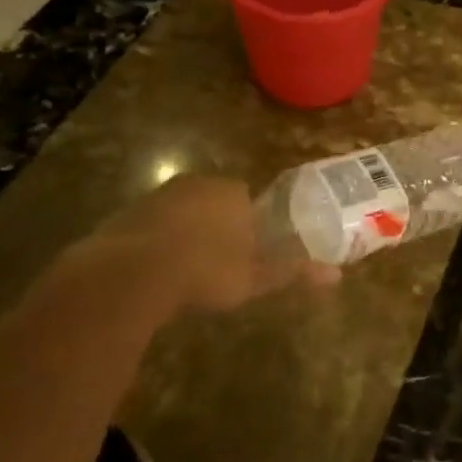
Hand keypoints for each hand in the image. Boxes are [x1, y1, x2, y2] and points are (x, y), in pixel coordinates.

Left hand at [36, 175, 337, 323]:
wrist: (130, 274)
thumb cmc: (206, 269)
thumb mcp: (254, 277)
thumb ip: (292, 272)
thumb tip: (336, 275)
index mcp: (230, 191)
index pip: (246, 198)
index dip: (249, 225)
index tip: (247, 252)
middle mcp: (194, 184)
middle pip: (213, 203)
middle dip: (216, 228)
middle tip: (218, 265)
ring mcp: (155, 197)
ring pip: (180, 213)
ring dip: (184, 235)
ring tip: (187, 274)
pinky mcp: (124, 215)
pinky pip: (150, 228)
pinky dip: (155, 245)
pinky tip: (156, 275)